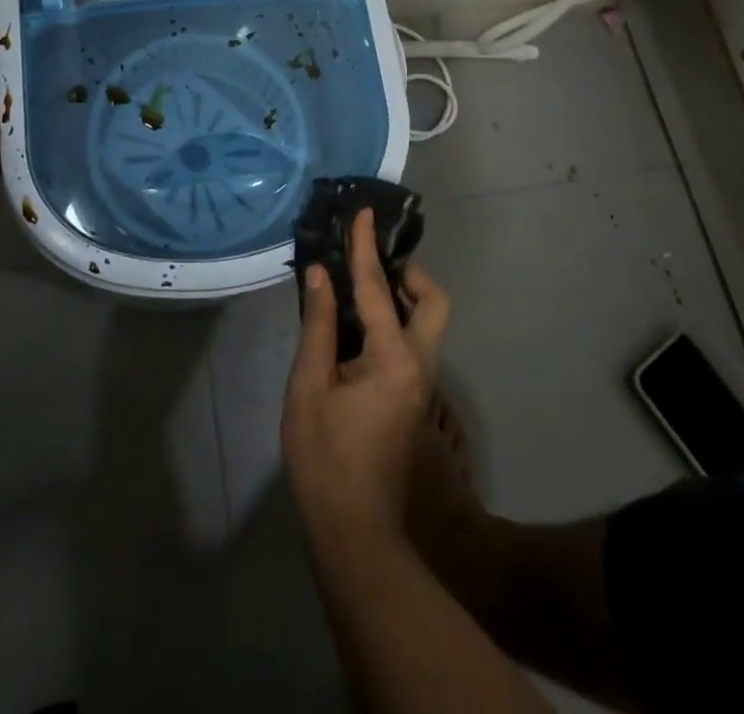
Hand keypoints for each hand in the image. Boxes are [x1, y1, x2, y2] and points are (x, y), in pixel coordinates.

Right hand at [282, 208, 449, 551]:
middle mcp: (419, 365)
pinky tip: (357, 322)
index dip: (366, 247)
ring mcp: (421, 384)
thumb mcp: (309, 387)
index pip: (378, 288)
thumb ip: (319, 326)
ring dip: (402, 296)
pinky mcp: (412, 397)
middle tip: (372, 263)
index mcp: (393, 359)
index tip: (364, 212)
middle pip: (433, 304)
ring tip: (359, 284)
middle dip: (409, 274)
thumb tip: (319, 275)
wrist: (355, 530)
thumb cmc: (324, 458)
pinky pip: (412, 341)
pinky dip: (393, 319)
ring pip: (427, 323)